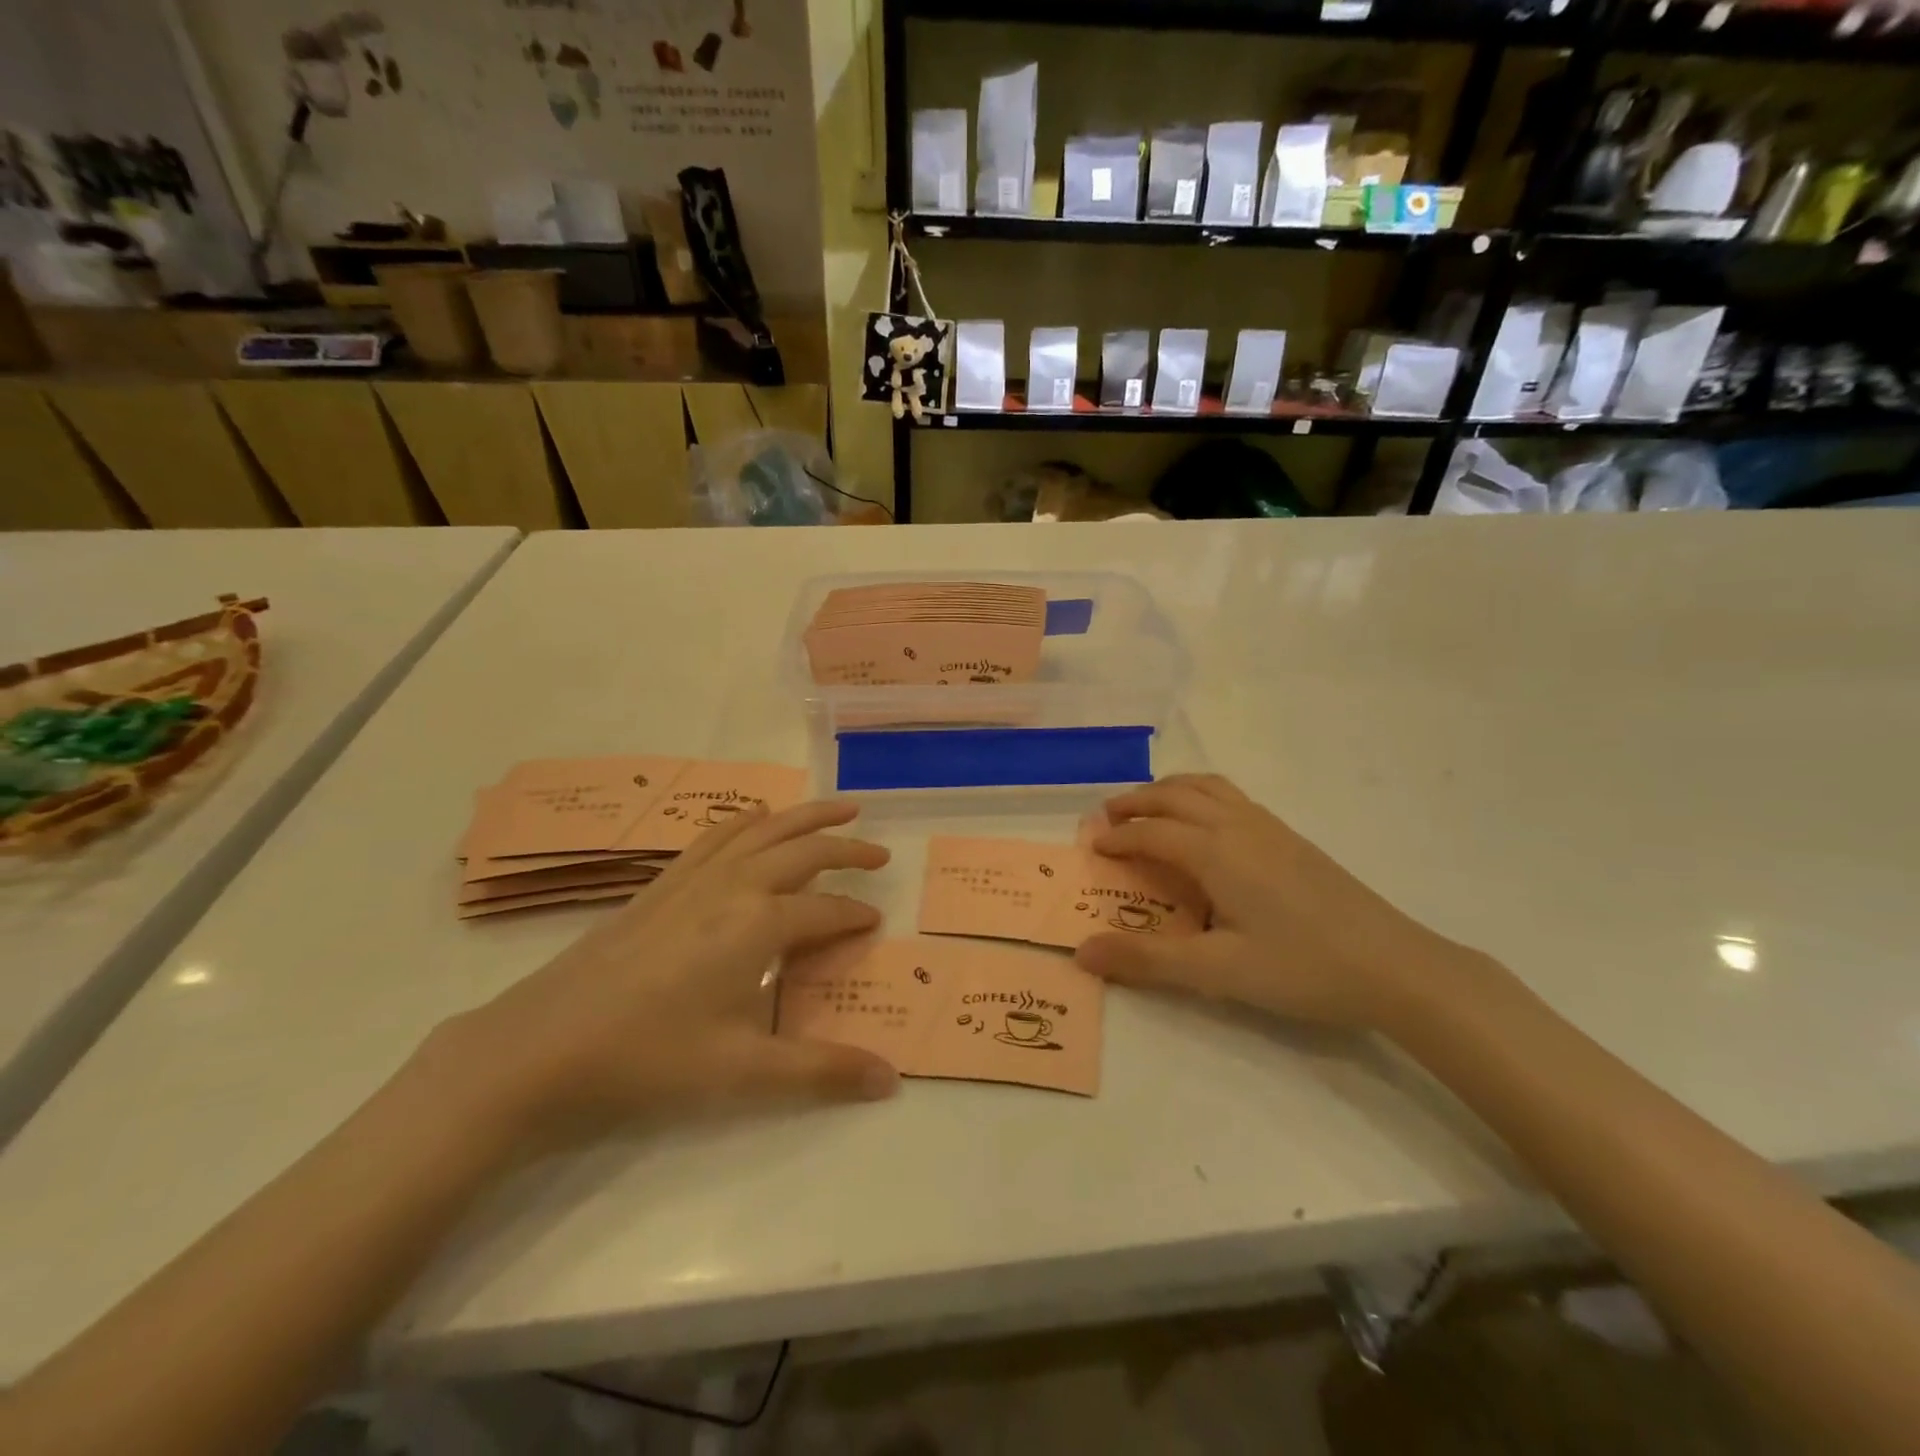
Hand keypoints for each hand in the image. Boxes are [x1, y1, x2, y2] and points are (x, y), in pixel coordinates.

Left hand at [427, 800, 899, 1154]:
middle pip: (803, 851)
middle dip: (847, 850)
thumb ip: (822, 1071)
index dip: (856, 918)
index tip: (876, 926)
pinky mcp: (661, 884)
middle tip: (879, 854)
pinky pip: (715, 836)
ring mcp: (693, 879)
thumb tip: (891, 1081)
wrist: (540, 1048)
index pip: (826, 912)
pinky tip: (755, 817)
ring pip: (763, 830)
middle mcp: (733, 886)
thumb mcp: (742, 1073)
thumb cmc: (648, 1059)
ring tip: (839, 809)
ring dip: (805, 816)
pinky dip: (747, 820)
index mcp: (759, 924)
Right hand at [1075, 775, 1480, 1032]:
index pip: (1152, 832)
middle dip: (1135, 801)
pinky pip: (1231, 797)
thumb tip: (1082, 953)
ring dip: (1169, 790)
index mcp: (1216, 852)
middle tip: (1106, 817)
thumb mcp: (1218, 971)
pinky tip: (1205, 826)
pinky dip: (1200, 795)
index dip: (1118, 837)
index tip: (1091, 847)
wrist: (1395, 966)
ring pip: (1207, 787)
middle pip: (1175, 795)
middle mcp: (1238, 826)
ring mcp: (1269, 827)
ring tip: (1148, 808)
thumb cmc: (1302, 968)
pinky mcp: (1291, 838)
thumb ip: (1147, 959)